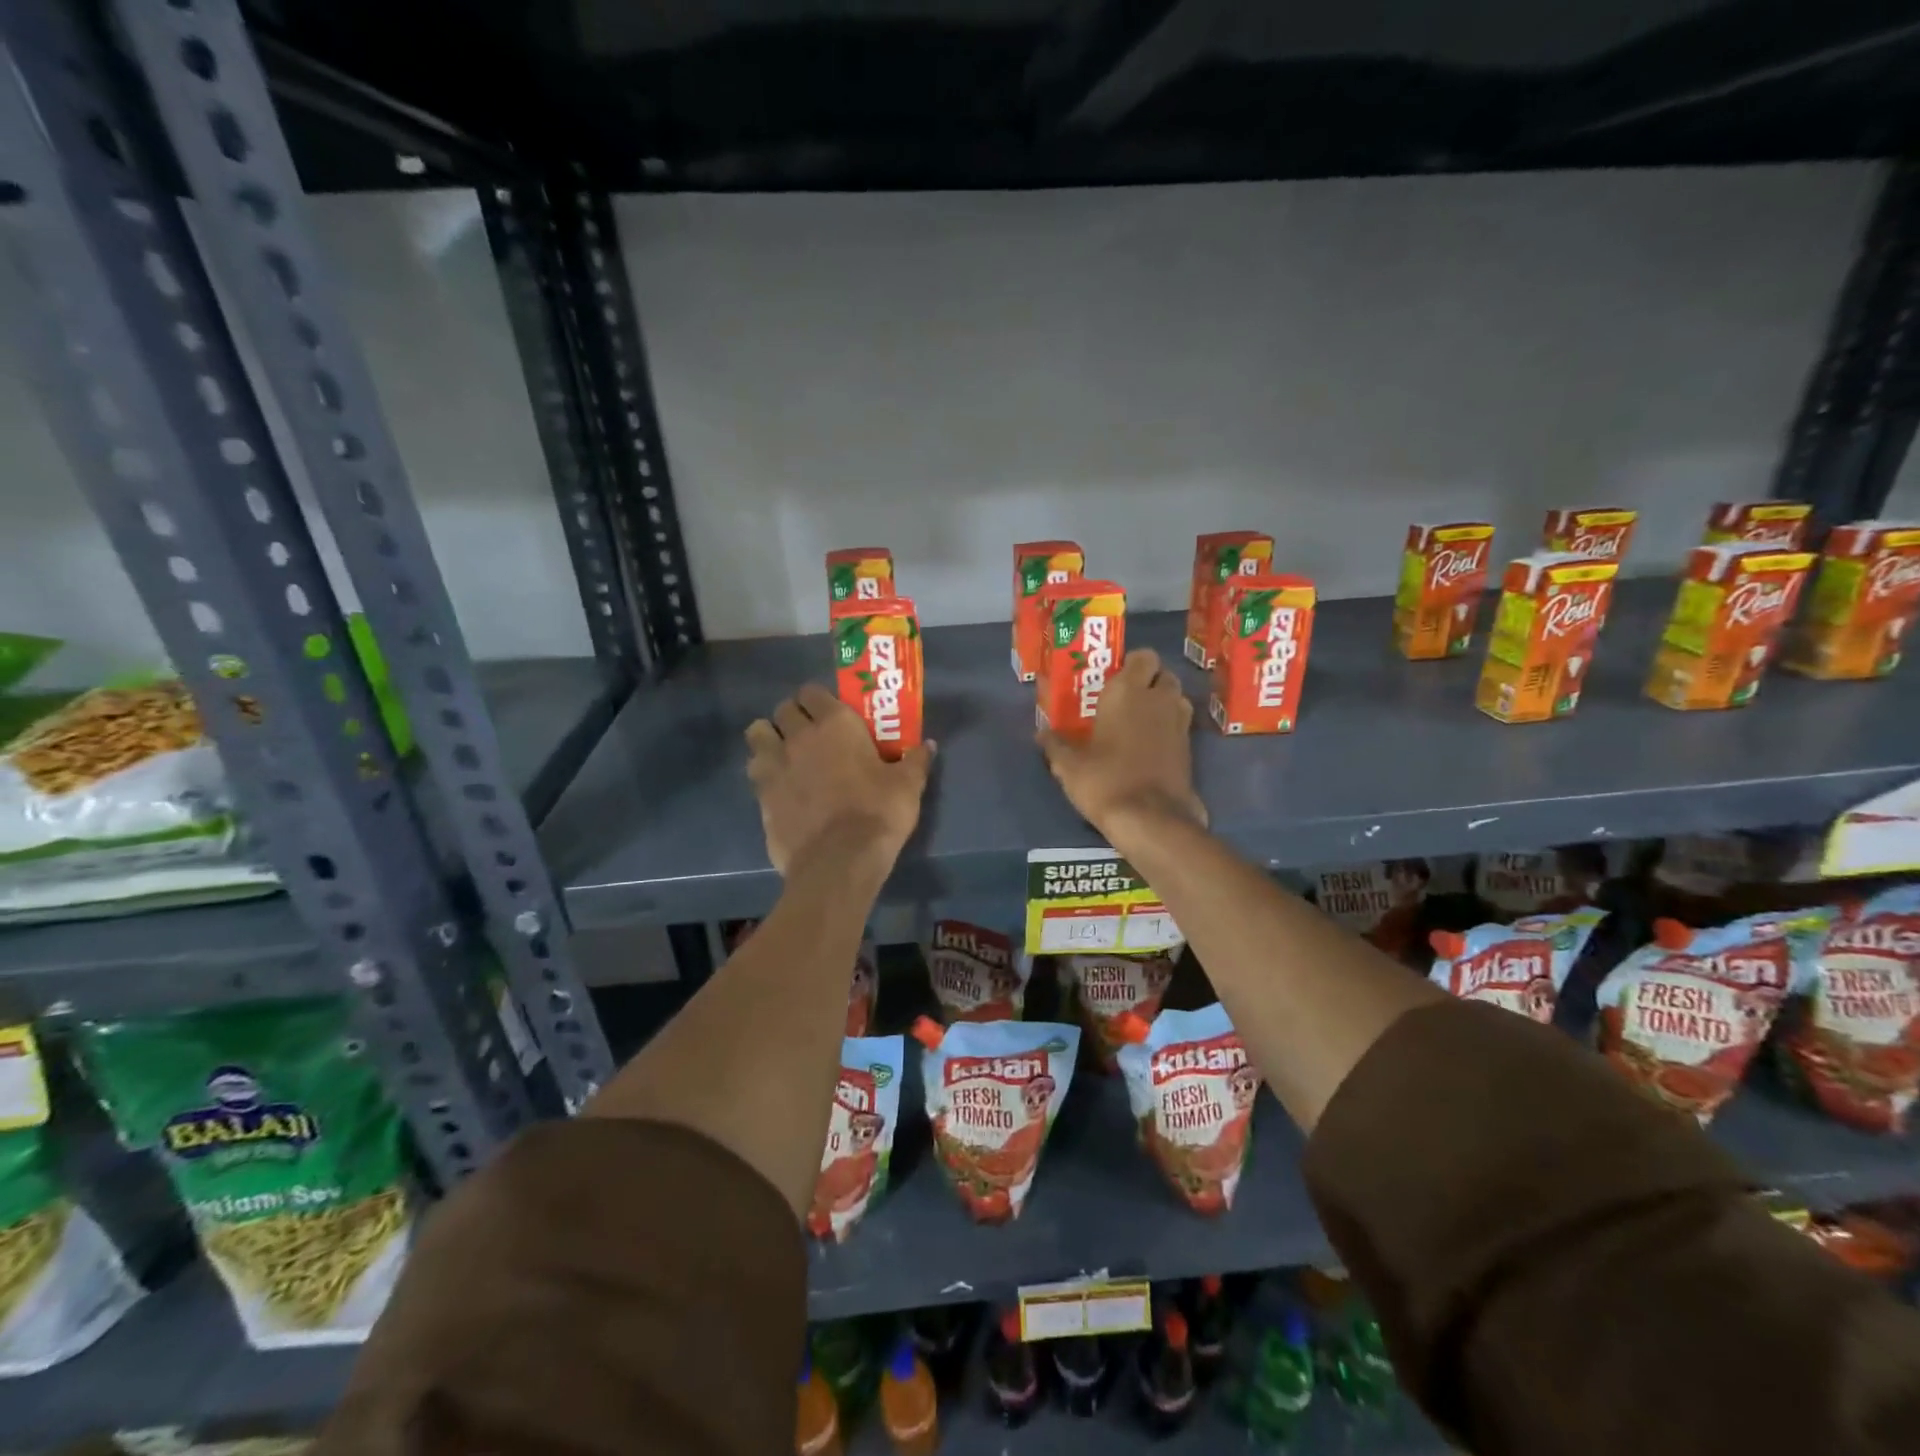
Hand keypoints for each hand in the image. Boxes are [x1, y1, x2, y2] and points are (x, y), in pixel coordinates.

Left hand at [746, 684, 934, 876]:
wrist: (839, 862)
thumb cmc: (877, 814)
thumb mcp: (907, 786)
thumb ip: (915, 760)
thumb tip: (927, 745)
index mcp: (836, 724)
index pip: (812, 691)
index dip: (818, 699)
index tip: (829, 713)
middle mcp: (800, 736)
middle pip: (783, 708)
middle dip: (793, 716)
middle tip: (810, 733)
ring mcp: (775, 765)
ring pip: (757, 734)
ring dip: (769, 738)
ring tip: (785, 754)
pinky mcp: (761, 795)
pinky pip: (754, 770)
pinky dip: (763, 772)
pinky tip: (779, 786)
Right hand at [1037, 648, 1205, 849]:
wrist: (1150, 819)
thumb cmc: (1105, 781)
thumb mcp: (1069, 766)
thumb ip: (1055, 745)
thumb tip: (1041, 734)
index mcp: (1127, 692)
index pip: (1143, 656)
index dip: (1132, 664)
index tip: (1114, 678)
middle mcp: (1158, 699)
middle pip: (1164, 674)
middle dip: (1150, 681)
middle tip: (1126, 700)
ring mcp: (1179, 723)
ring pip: (1177, 697)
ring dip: (1163, 702)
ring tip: (1140, 720)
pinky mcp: (1189, 748)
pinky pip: (1181, 725)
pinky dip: (1169, 728)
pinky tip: (1150, 746)